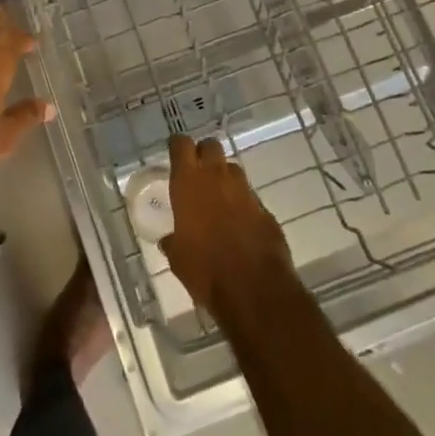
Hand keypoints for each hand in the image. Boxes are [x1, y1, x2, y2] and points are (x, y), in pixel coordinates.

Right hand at [160, 133, 293, 315]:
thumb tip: (169, 239)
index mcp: (189, 182)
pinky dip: (243, 205)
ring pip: (233, 169)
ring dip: (225, 178)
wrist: (254, 290)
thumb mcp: (178, 258)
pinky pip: (250, 197)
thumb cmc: (205, 271)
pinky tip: (239, 225)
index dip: (178, 146)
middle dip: (204, 154)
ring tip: (218, 200)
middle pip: (211, 145)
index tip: (175, 154)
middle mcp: (217, 177)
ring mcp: (245, 191)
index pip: (181, 145)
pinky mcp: (265, 209)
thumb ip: (173, 241)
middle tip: (197, 173)